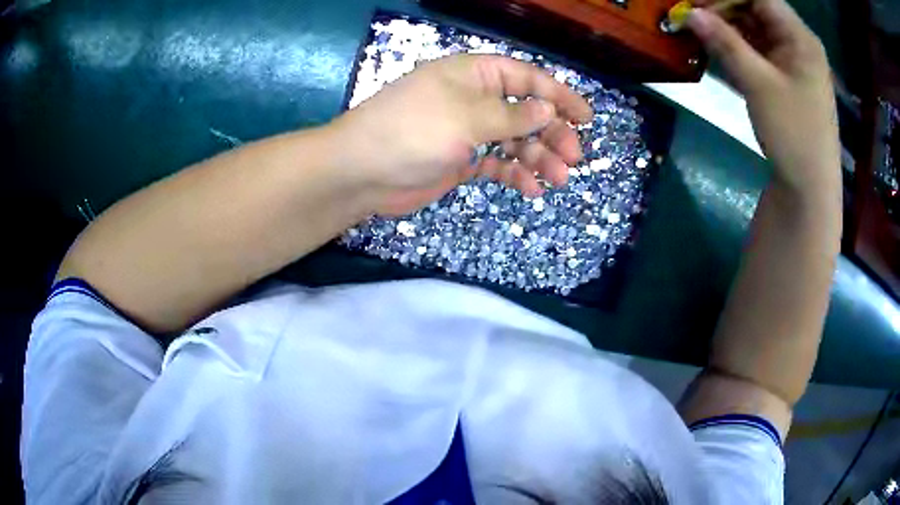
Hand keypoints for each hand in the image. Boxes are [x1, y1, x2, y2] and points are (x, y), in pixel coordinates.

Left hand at [330, 54, 592, 215]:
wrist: (362, 172)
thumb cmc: (412, 131)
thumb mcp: (466, 116)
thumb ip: (511, 115)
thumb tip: (547, 110)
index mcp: (474, 75)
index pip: (526, 77)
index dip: (559, 95)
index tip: (586, 117)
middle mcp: (474, 99)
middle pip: (525, 112)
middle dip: (553, 134)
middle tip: (574, 158)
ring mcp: (468, 131)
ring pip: (515, 141)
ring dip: (539, 158)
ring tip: (558, 179)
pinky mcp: (462, 160)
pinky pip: (497, 164)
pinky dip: (515, 174)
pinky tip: (531, 189)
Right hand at [687, 0, 839, 194]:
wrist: (811, 190)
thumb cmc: (794, 135)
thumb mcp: (759, 85)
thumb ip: (726, 43)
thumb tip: (691, 13)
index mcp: (800, 37)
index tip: (697, 4)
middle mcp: (799, 43)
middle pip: (757, 9)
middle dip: (724, 9)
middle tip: (694, 18)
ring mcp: (794, 62)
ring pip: (757, 30)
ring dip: (729, 29)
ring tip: (701, 34)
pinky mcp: (788, 79)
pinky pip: (761, 51)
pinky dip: (740, 48)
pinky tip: (720, 52)